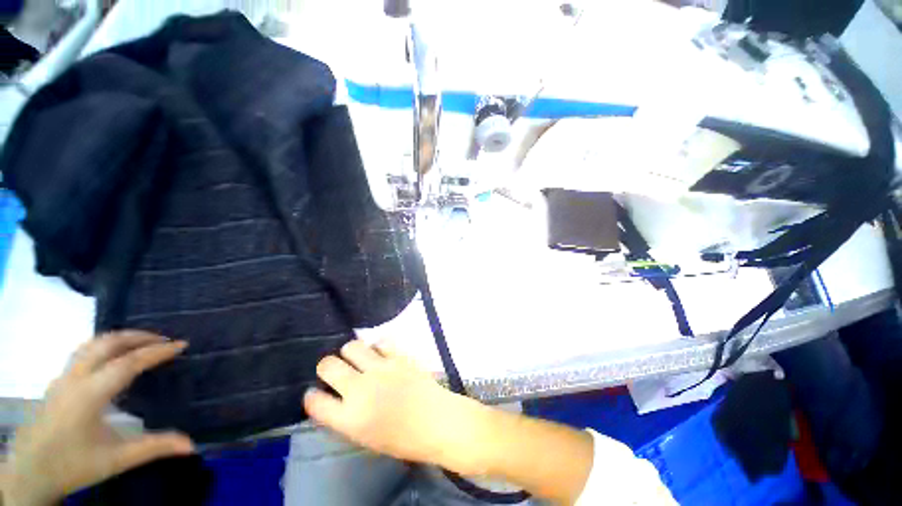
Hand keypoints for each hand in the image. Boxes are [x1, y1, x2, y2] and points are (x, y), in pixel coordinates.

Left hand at [2, 332, 194, 505]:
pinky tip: (112, 359)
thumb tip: (192, 445)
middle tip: (164, 340)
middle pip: (107, 343)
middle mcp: (75, 378)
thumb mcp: (116, 460)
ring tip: (142, 343)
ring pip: (92, 344)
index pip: (129, 363)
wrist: (30, 472)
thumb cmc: (74, 465)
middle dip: (138, 336)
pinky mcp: (58, 382)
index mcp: (90, 394)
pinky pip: (83, 353)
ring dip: (120, 338)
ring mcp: (63, 378)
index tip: (182, 345)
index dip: (157, 352)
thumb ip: (154, 448)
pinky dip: (105, 346)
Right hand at [303, 340, 488, 475]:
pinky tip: (381, 354)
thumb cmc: (402, 438)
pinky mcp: (399, 356)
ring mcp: (381, 369)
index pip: (314, 401)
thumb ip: (345, 416)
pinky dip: (377, 347)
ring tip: (359, 359)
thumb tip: (335, 396)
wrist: (436, 421)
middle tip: (337, 370)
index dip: (312, 395)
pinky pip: (380, 341)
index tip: (317, 392)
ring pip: (352, 346)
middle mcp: (360, 389)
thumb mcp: (365, 437)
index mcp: (349, 419)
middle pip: (327, 365)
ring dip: (351, 352)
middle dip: (327, 367)